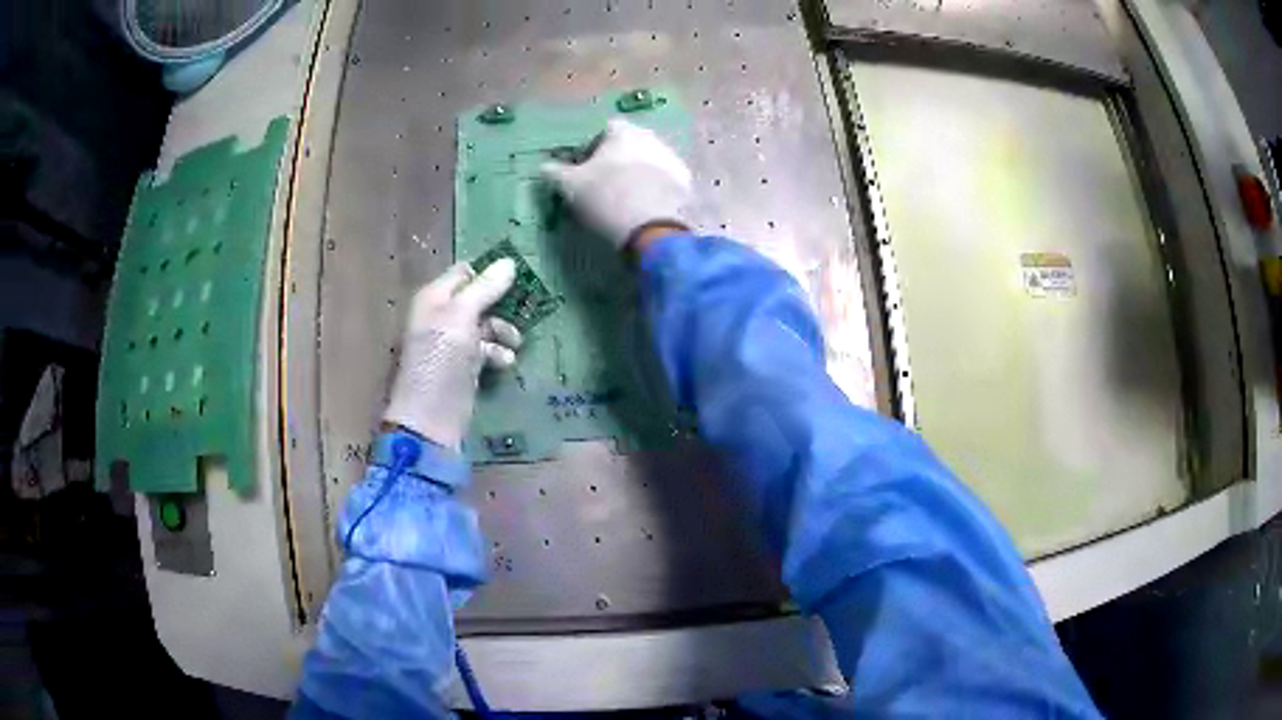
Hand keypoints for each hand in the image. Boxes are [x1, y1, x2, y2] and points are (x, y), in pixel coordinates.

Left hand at [384, 261, 522, 448]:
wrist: (431, 419)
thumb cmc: (441, 361)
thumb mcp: (462, 318)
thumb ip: (484, 289)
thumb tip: (509, 262)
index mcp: (434, 298)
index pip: (465, 273)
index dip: (489, 274)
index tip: (519, 278)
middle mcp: (441, 316)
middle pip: (479, 298)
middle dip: (501, 305)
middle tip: (526, 309)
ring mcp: (452, 344)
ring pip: (486, 325)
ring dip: (503, 331)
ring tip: (515, 343)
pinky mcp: (464, 367)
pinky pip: (486, 350)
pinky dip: (498, 353)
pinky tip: (506, 362)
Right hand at [541, 118, 693, 251]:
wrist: (650, 228)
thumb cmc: (604, 197)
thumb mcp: (569, 186)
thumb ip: (555, 172)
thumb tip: (543, 166)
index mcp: (622, 131)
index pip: (604, 130)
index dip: (592, 148)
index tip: (584, 169)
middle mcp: (650, 137)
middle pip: (629, 143)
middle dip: (617, 159)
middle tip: (604, 184)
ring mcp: (672, 158)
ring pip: (648, 160)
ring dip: (637, 172)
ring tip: (625, 198)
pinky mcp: (686, 182)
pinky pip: (665, 180)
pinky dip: (655, 188)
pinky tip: (645, 207)